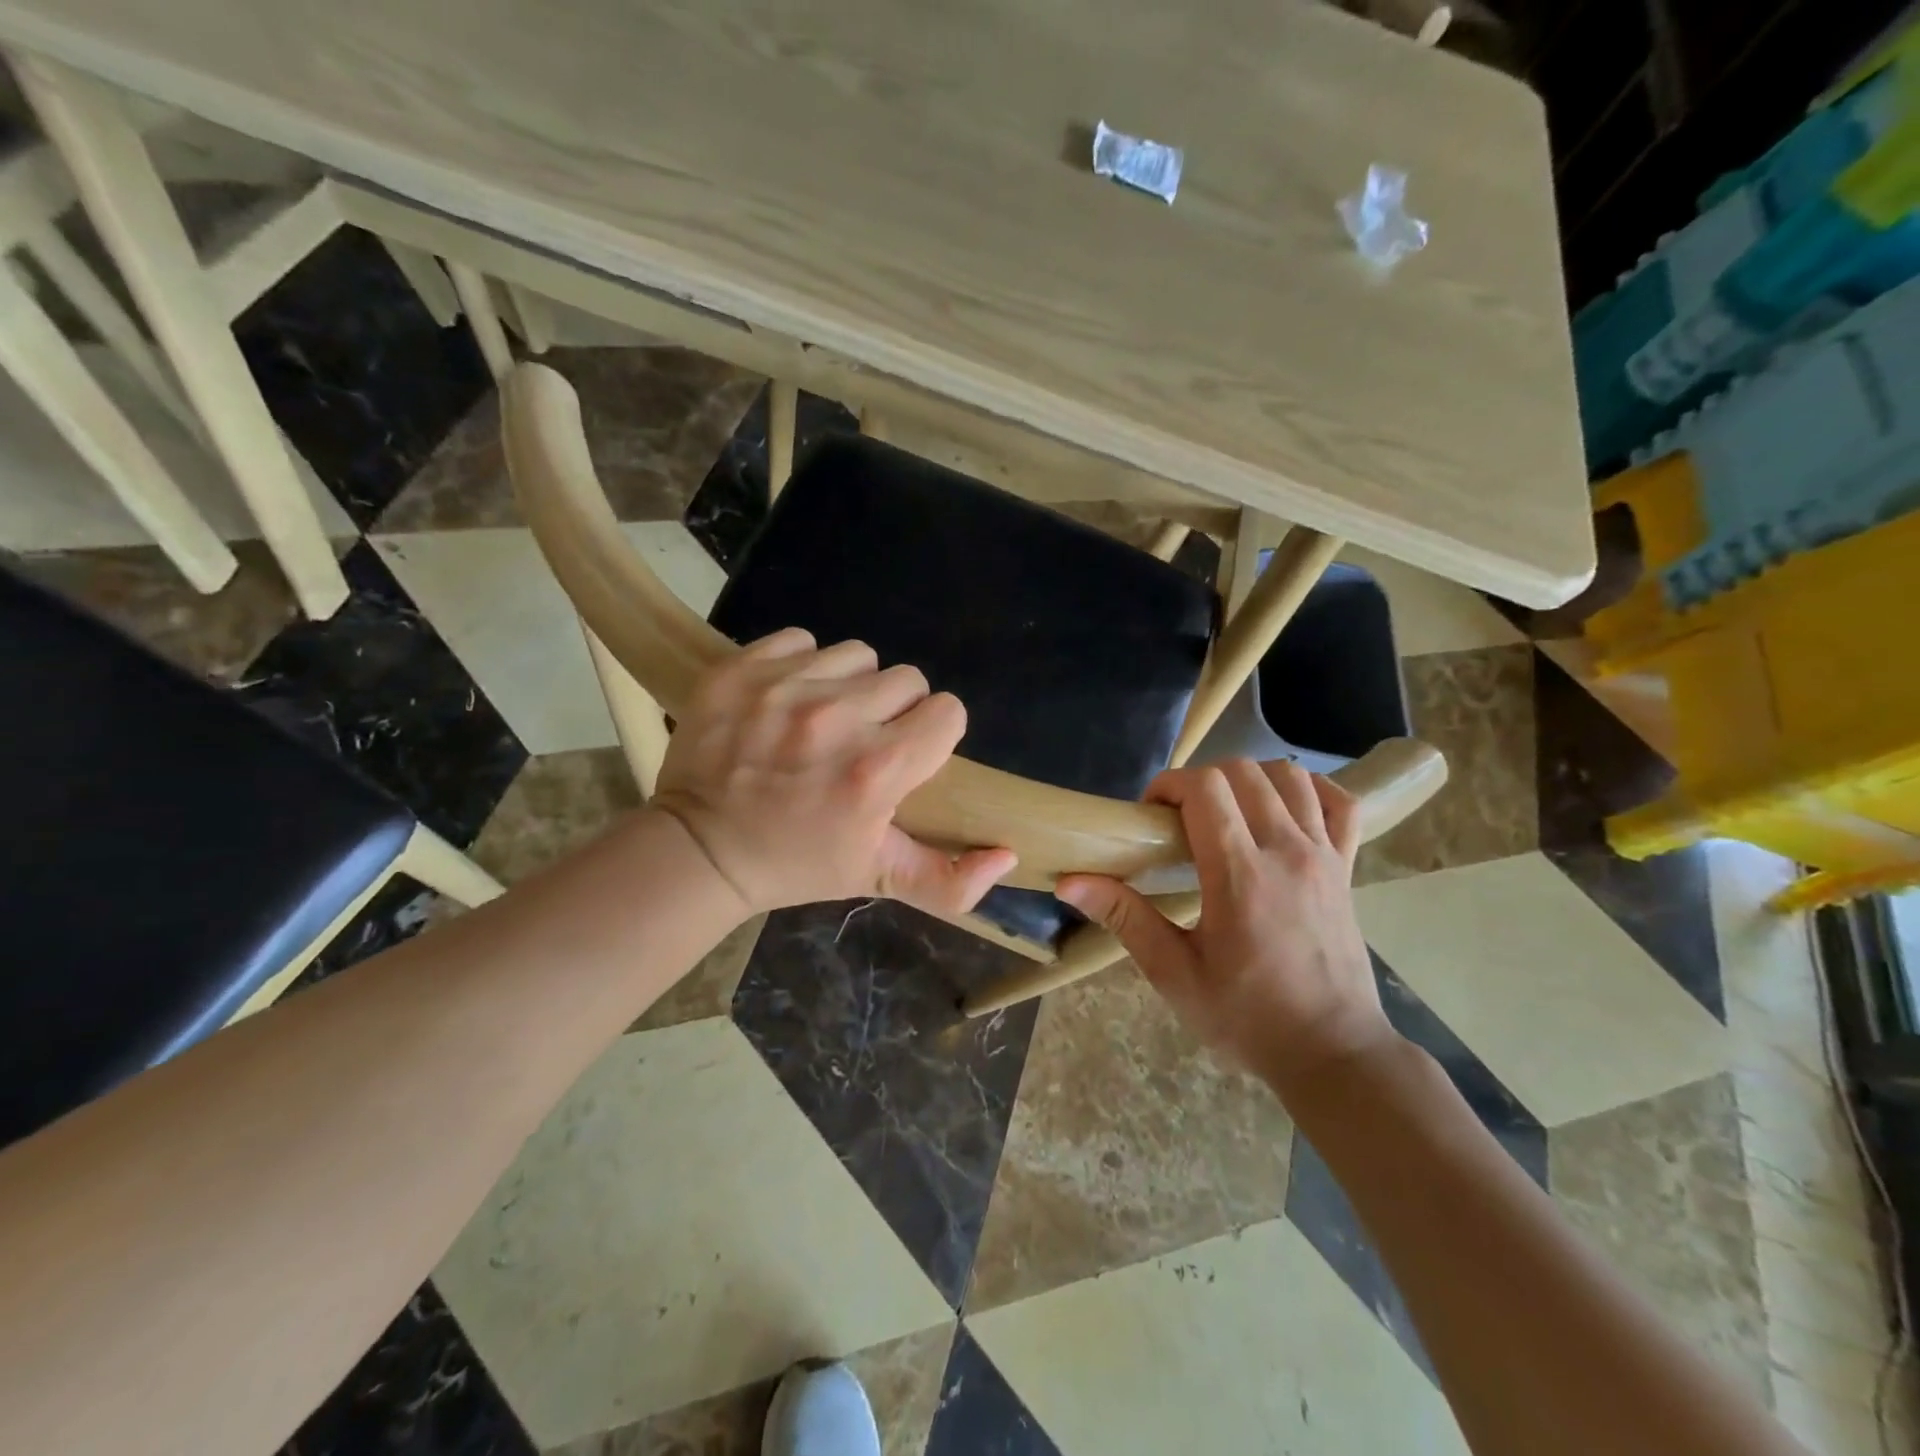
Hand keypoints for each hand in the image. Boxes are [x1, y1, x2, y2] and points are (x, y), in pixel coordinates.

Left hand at [650, 628, 1017, 916]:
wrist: (699, 848)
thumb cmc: (796, 863)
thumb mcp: (876, 879)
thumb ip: (950, 880)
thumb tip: (1008, 854)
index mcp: (876, 770)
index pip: (948, 711)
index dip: (933, 734)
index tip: (906, 755)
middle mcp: (836, 718)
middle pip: (906, 679)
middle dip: (894, 710)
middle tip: (862, 742)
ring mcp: (785, 686)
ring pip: (857, 655)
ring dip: (850, 683)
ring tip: (823, 719)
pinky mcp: (742, 667)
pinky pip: (801, 641)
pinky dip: (801, 665)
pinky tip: (785, 701)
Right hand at [1057, 760, 1395, 1091]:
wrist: (1331, 1053)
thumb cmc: (1247, 1017)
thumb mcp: (1174, 974)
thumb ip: (1125, 918)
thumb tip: (1069, 882)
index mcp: (1240, 874)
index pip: (1205, 788)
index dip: (1169, 785)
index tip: (1151, 816)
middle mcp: (1286, 850)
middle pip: (1242, 772)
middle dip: (1200, 780)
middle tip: (1179, 819)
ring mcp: (1324, 855)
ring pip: (1288, 776)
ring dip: (1249, 779)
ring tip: (1225, 812)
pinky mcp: (1346, 867)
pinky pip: (1339, 804)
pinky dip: (1310, 791)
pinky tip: (1282, 808)